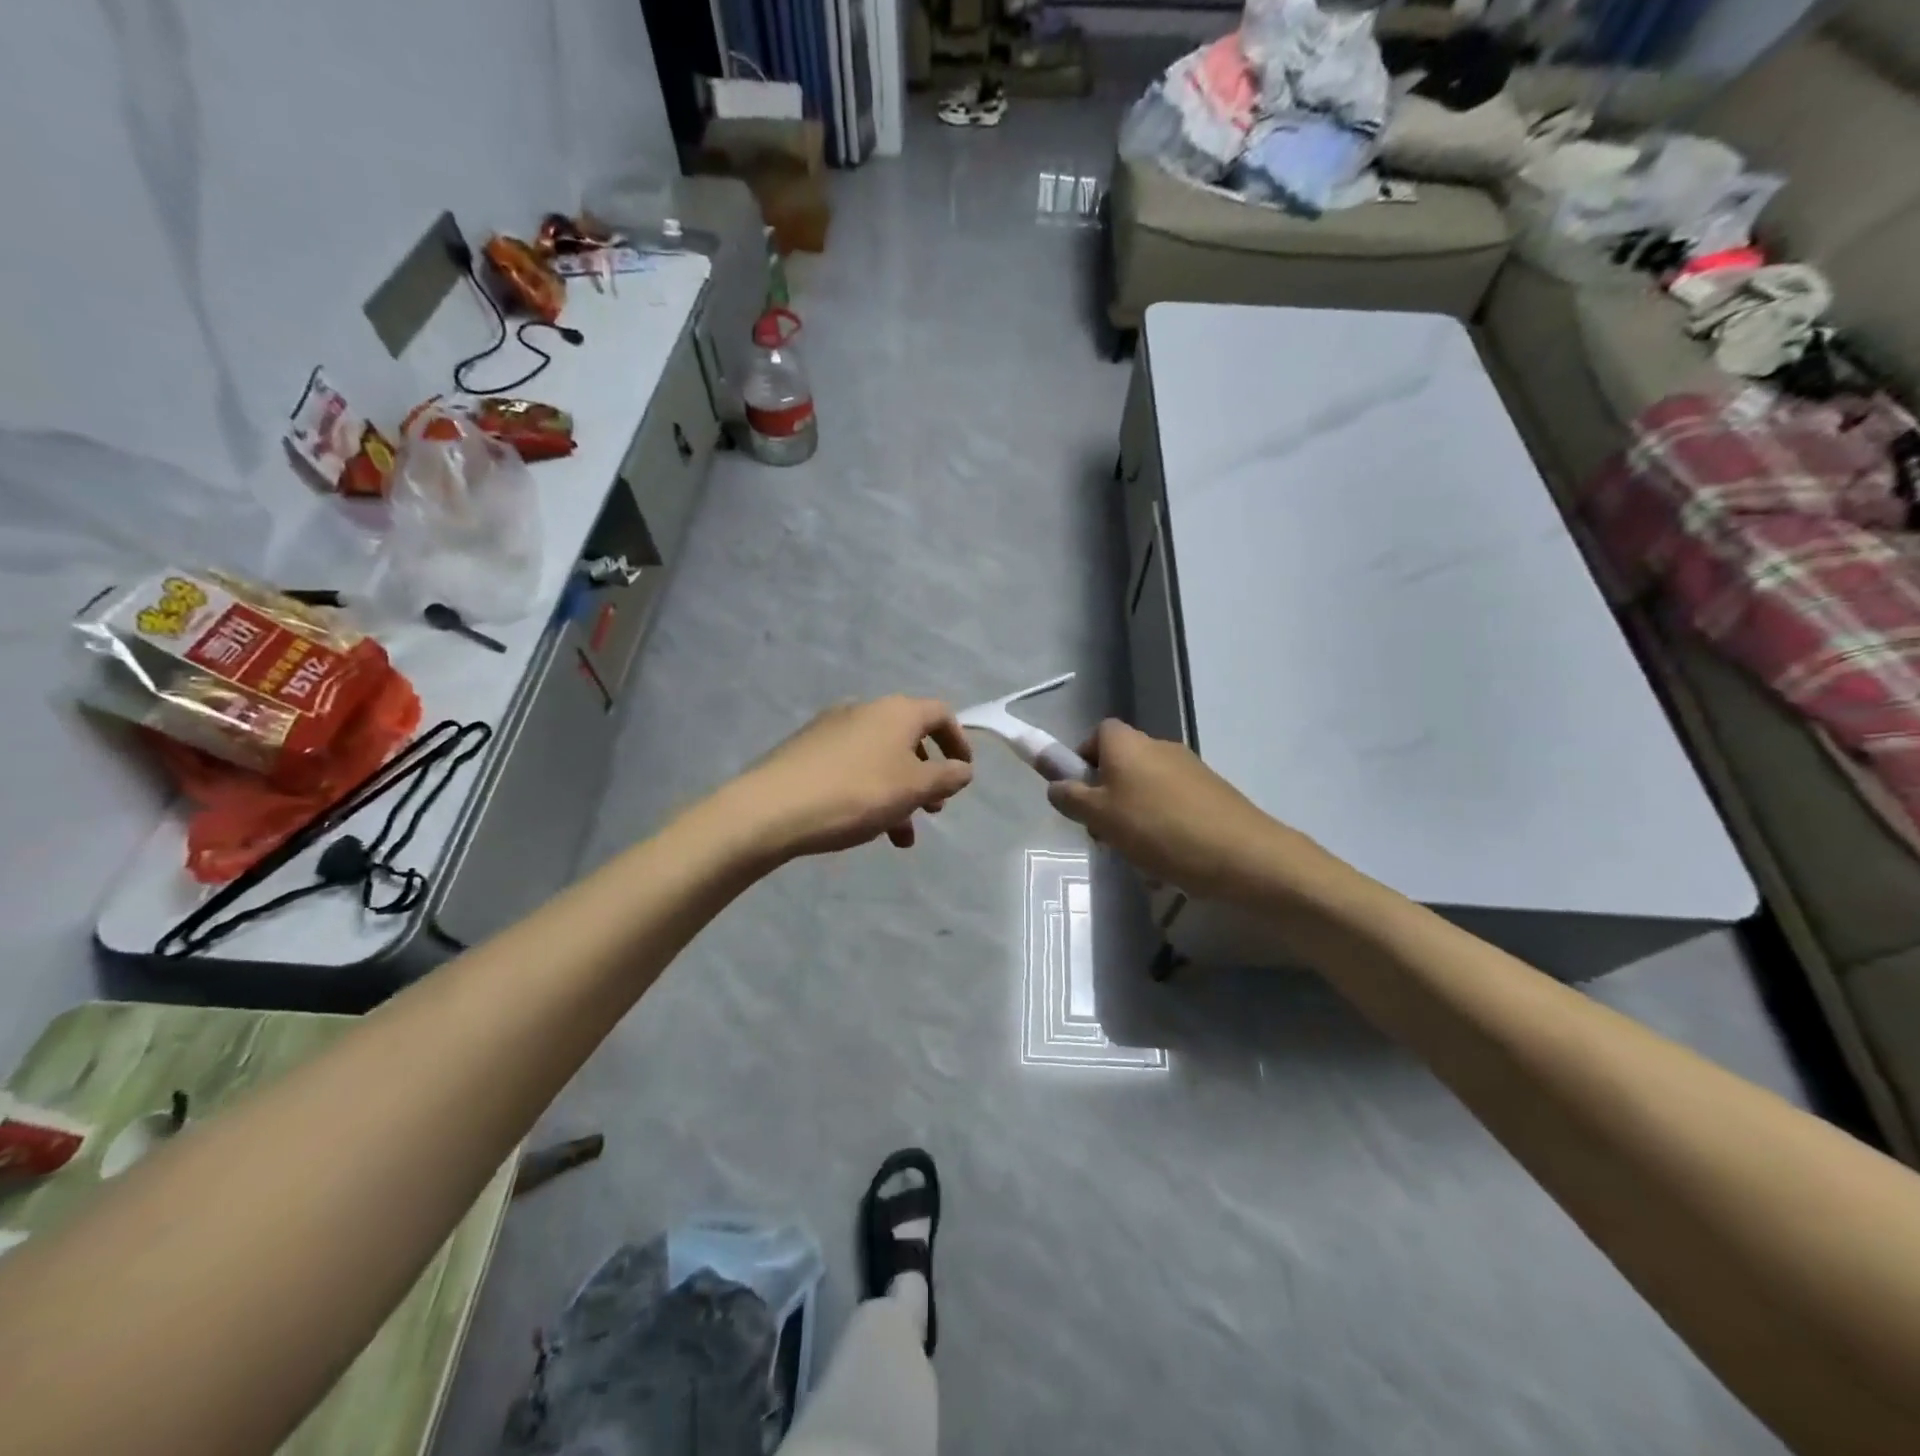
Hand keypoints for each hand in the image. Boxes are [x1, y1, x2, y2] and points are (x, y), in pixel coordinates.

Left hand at [732, 697, 974, 859]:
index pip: (940, 714)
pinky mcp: (806, 750)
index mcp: (896, 711)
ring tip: (899, 836)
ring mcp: (831, 728)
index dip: (958, 742)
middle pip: (909, 738)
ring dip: (898, 794)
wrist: (771, 808)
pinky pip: (852, 767)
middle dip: (926, 776)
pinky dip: (869, 791)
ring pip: (880, 759)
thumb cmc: (856, 794)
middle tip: (932, 810)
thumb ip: (946, 777)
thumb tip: (963, 769)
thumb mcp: (914, 789)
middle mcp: (865, 710)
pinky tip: (863, 825)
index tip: (963, 773)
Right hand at [1046, 719, 1338, 902]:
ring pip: (1146, 788)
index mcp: (1128, 743)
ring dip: (1134, 816)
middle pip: (1121, 763)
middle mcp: (1159, 746)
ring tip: (1137, 854)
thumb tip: (1056, 785)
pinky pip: (1173, 805)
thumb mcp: (1100, 816)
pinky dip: (1163, 826)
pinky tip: (1167, 859)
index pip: (1097, 734)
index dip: (1083, 761)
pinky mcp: (1212, 793)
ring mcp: (1190, 769)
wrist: (1242, 855)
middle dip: (1107, 797)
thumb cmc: (1159, 829)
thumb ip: (1070, 797)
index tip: (1081, 795)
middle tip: (1104, 833)